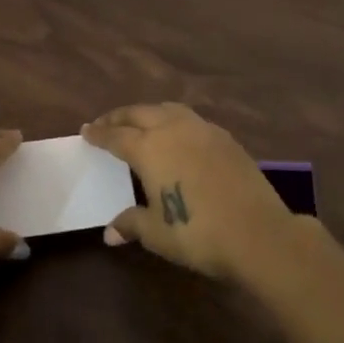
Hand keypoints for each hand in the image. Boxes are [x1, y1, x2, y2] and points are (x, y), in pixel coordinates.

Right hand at [82, 103, 302, 279]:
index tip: (86, 131)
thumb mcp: (157, 233)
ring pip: (168, 109)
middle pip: (140, 113)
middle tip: (105, 123)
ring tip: (140, 122)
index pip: (116, 136)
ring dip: (149, 113)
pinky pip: (191, 120)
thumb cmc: (198, 233)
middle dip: (120, 117)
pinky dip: (175, 121)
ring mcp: (203, 130)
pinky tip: (177, 135)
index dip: (99, 133)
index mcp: (149, 148)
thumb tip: (110, 232)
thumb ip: (132, 224)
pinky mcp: (226, 139)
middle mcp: (174, 130)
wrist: (257, 232)